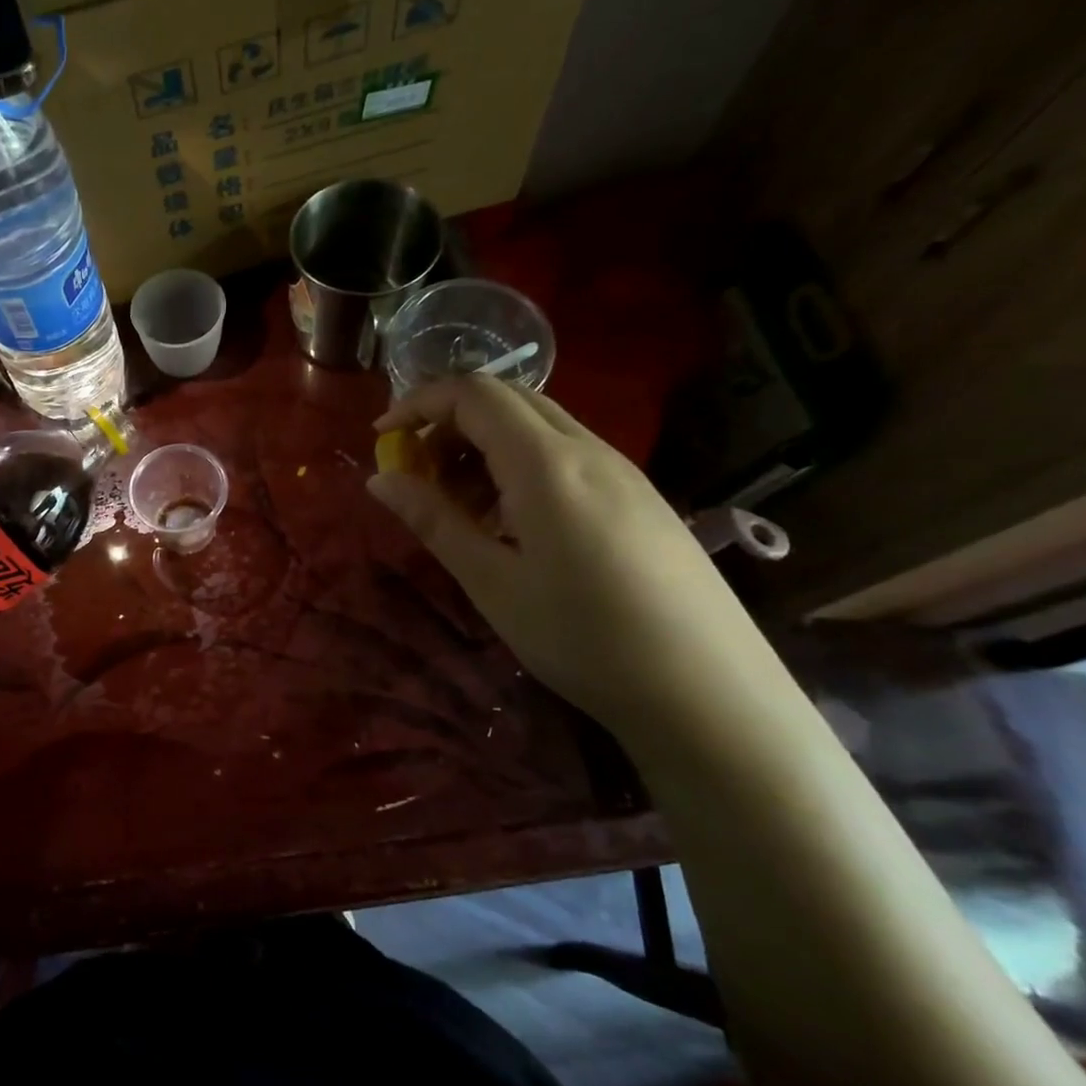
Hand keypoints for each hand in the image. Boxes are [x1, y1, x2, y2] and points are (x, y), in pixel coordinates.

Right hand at [367, 377, 778, 733]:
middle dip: (449, 424)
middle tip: (417, 474)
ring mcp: (621, 471)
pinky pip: (566, 456)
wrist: (706, 690)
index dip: (419, 404)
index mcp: (546, 463)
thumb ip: (434, 520)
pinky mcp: (639, 496)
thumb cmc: (582, 637)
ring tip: (459, 508)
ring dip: (483, 447)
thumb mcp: (491, 581)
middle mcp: (588, 449)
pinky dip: (519, 467)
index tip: (382, 439)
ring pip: (538, 427)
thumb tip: (380, 479)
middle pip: (507, 399)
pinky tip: (512, 525)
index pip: (473, 394)